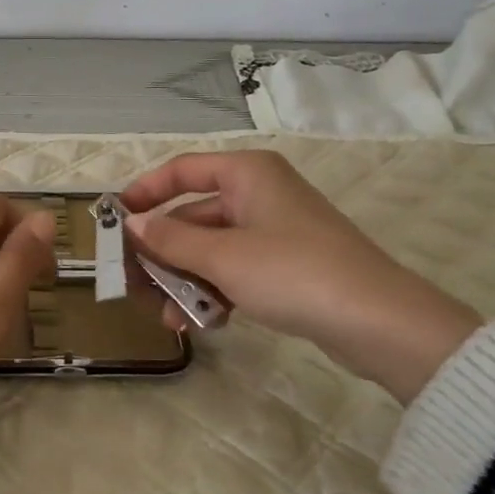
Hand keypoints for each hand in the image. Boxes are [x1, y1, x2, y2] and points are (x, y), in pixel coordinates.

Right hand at [121, 151, 480, 403]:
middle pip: (193, 215)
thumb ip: (170, 239)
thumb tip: (132, 224)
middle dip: (163, 252)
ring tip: (168, 317)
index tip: (115, 219)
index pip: (182, 170)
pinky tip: (203, 323)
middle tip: (132, 283)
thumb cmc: (293, 272)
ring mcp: (274, 231)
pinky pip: (235, 270)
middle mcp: (259, 194)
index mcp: (247, 174)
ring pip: (212, 248)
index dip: (145, 191)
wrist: (378, 322)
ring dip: (186, 279)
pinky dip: (216, 291)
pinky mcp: (286, 266)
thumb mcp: (223, 256)